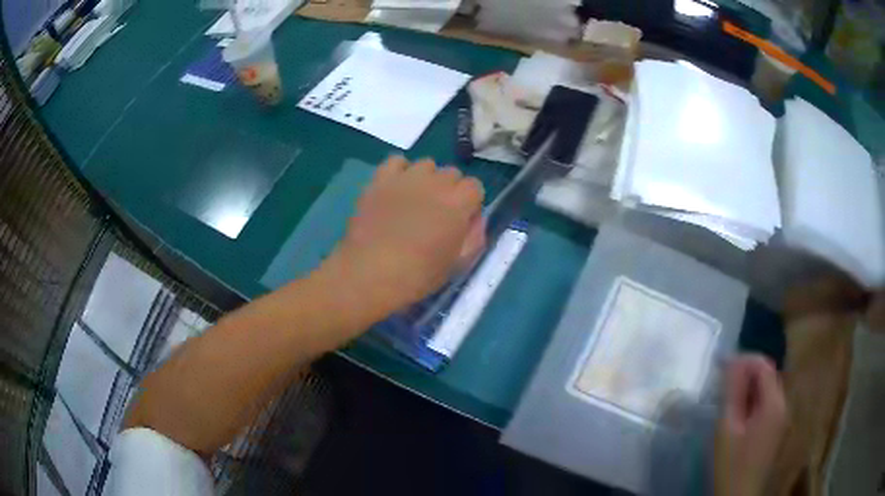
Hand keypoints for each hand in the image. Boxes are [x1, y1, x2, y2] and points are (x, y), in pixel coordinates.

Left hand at [321, 156, 484, 323]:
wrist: (369, 273)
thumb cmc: (418, 275)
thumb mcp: (458, 264)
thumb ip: (474, 236)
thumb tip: (475, 218)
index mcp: (458, 203)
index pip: (475, 186)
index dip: (469, 204)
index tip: (460, 221)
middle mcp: (436, 182)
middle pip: (452, 173)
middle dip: (449, 191)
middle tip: (436, 214)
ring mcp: (406, 177)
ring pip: (426, 165)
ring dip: (426, 179)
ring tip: (415, 200)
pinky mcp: (380, 179)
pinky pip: (396, 161)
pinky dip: (400, 172)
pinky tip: (396, 189)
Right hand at [714, 355, 786, 495]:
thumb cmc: (731, 466)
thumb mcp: (727, 429)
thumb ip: (733, 392)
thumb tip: (734, 360)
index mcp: (775, 404)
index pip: (764, 366)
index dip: (744, 360)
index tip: (721, 365)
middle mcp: (784, 406)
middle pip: (768, 376)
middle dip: (746, 373)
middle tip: (721, 383)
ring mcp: (781, 420)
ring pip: (767, 391)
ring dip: (748, 388)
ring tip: (726, 399)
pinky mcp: (776, 431)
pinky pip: (767, 406)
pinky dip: (753, 402)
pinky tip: (737, 416)